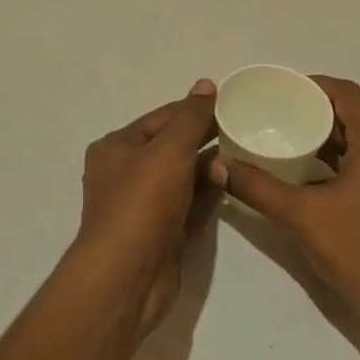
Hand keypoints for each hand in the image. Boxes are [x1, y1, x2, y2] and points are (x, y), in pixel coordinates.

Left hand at [76, 79, 221, 333]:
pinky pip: (189, 206)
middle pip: (172, 148)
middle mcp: (126, 174)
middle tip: (243, 129)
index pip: (161, 118)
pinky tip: (232, 184)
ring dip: (208, 168)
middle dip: (204, 139)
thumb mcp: (170, 150)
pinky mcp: (162, 234)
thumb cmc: (143, 202)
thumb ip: (191, 117)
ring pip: (182, 178)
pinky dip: (208, 195)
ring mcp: (143, 207)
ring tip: (243, 155)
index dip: (193, 109)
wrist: (127, 276)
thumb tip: (206, 84)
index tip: (229, 103)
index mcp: (117, 148)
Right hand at [211, 76, 359, 334]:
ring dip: (324, 135)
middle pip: (351, 113)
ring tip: (284, 137)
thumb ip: (256, 187)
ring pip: (357, 138)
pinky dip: (334, 158)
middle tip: (275, 113)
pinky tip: (304, 172)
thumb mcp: (300, 215)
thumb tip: (218, 165)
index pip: (345, 93)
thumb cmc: (358, 249)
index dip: (313, 85)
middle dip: (313, 110)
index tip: (281, 90)